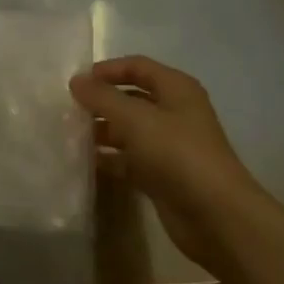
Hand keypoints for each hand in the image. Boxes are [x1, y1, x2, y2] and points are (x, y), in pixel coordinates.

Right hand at [69, 56, 263, 273]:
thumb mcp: (136, 119)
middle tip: (68, 109)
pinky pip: (130, 160)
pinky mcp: (162, 176)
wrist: (216, 216)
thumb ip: (102, 97)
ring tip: (70, 135)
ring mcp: (169, 146)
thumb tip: (76, 80)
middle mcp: (174, 113)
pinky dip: (110, 159)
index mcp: (176, 89)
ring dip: (102, 131)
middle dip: (102, 102)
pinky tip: (85, 163)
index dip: (107, 70)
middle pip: (132, 98)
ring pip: (129, 131)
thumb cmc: (177, 154)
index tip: (77, 81)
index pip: (137, 66)